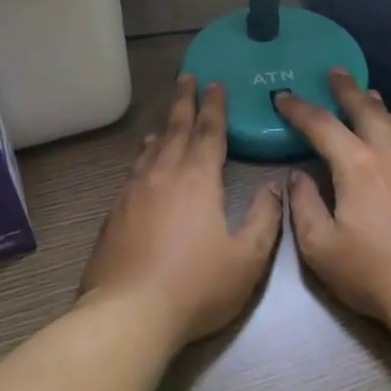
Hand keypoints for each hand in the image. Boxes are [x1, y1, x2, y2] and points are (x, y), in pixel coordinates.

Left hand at [81, 76, 285, 345]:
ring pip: (150, 150)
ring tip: (167, 119)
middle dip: (184, 102)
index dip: (215, 107)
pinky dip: (142, 157)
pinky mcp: (114, 214)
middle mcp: (162, 176)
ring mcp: (133, 193)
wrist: (129, 312)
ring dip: (162, 129)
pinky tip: (142, 162)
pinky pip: (133, 171)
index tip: (216, 83)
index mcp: (197, 180)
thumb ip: (265, 219)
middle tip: (187, 78)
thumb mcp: (247, 258)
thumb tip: (276, 187)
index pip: (209, 133)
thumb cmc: (196, 286)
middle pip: (175, 130)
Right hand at [276, 70, 390, 331]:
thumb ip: (304, 206)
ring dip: (377, 107)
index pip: (322, 125)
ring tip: (368, 95)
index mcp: (358, 165)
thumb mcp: (321, 247)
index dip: (299, 109)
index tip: (283, 96)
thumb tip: (298, 177)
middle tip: (336, 72)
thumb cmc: (374, 273)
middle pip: (368, 110)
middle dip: (347, 89)